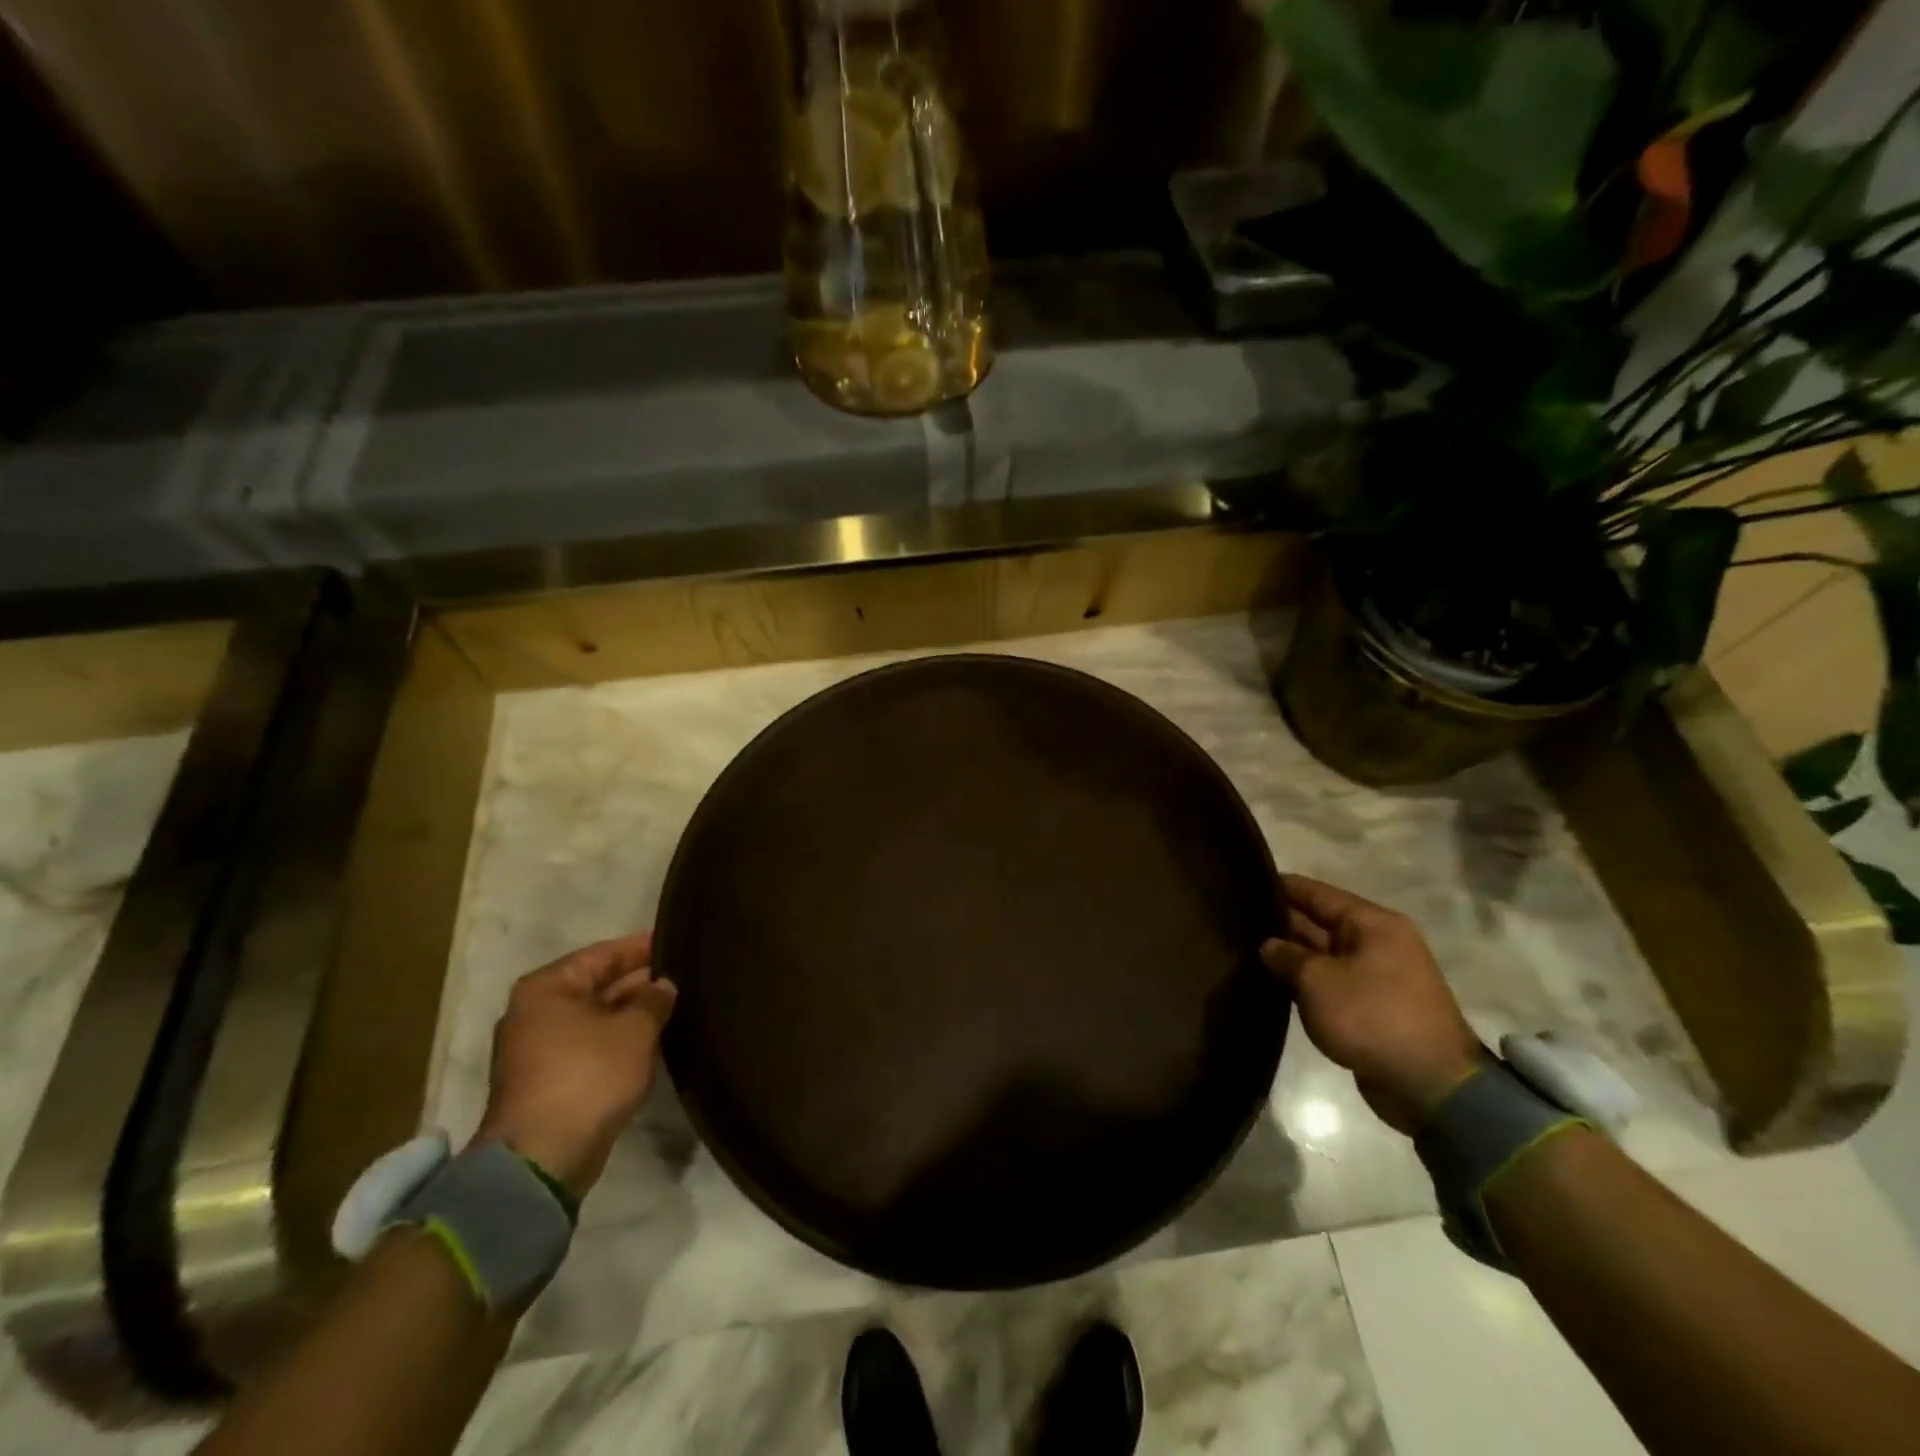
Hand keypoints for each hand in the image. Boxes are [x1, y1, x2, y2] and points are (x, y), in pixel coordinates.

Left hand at [473, 932, 677, 1198]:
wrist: (543, 1158)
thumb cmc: (587, 1076)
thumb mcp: (634, 1030)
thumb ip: (654, 999)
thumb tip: (663, 985)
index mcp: (548, 988)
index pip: (603, 953)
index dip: (641, 947)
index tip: (676, 941)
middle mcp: (536, 1012)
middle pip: (597, 985)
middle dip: (638, 981)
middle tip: (683, 974)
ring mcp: (539, 1049)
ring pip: (596, 1017)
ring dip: (631, 1013)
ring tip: (675, 1004)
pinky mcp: (550, 1080)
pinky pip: (592, 1044)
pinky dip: (619, 1039)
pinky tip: (654, 1038)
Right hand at [1260, 875, 1485, 1134]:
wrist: (1430, 1086)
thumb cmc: (1373, 1017)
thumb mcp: (1318, 981)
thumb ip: (1286, 956)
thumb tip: (1268, 946)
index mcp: (1372, 923)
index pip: (1316, 892)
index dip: (1279, 886)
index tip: (1243, 883)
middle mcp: (1377, 941)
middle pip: (1320, 921)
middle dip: (1282, 922)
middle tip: (1236, 919)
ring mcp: (1377, 975)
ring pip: (1324, 954)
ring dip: (1292, 955)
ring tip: (1247, 949)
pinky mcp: (1373, 1005)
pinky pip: (1332, 981)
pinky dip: (1307, 981)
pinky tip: (1274, 981)